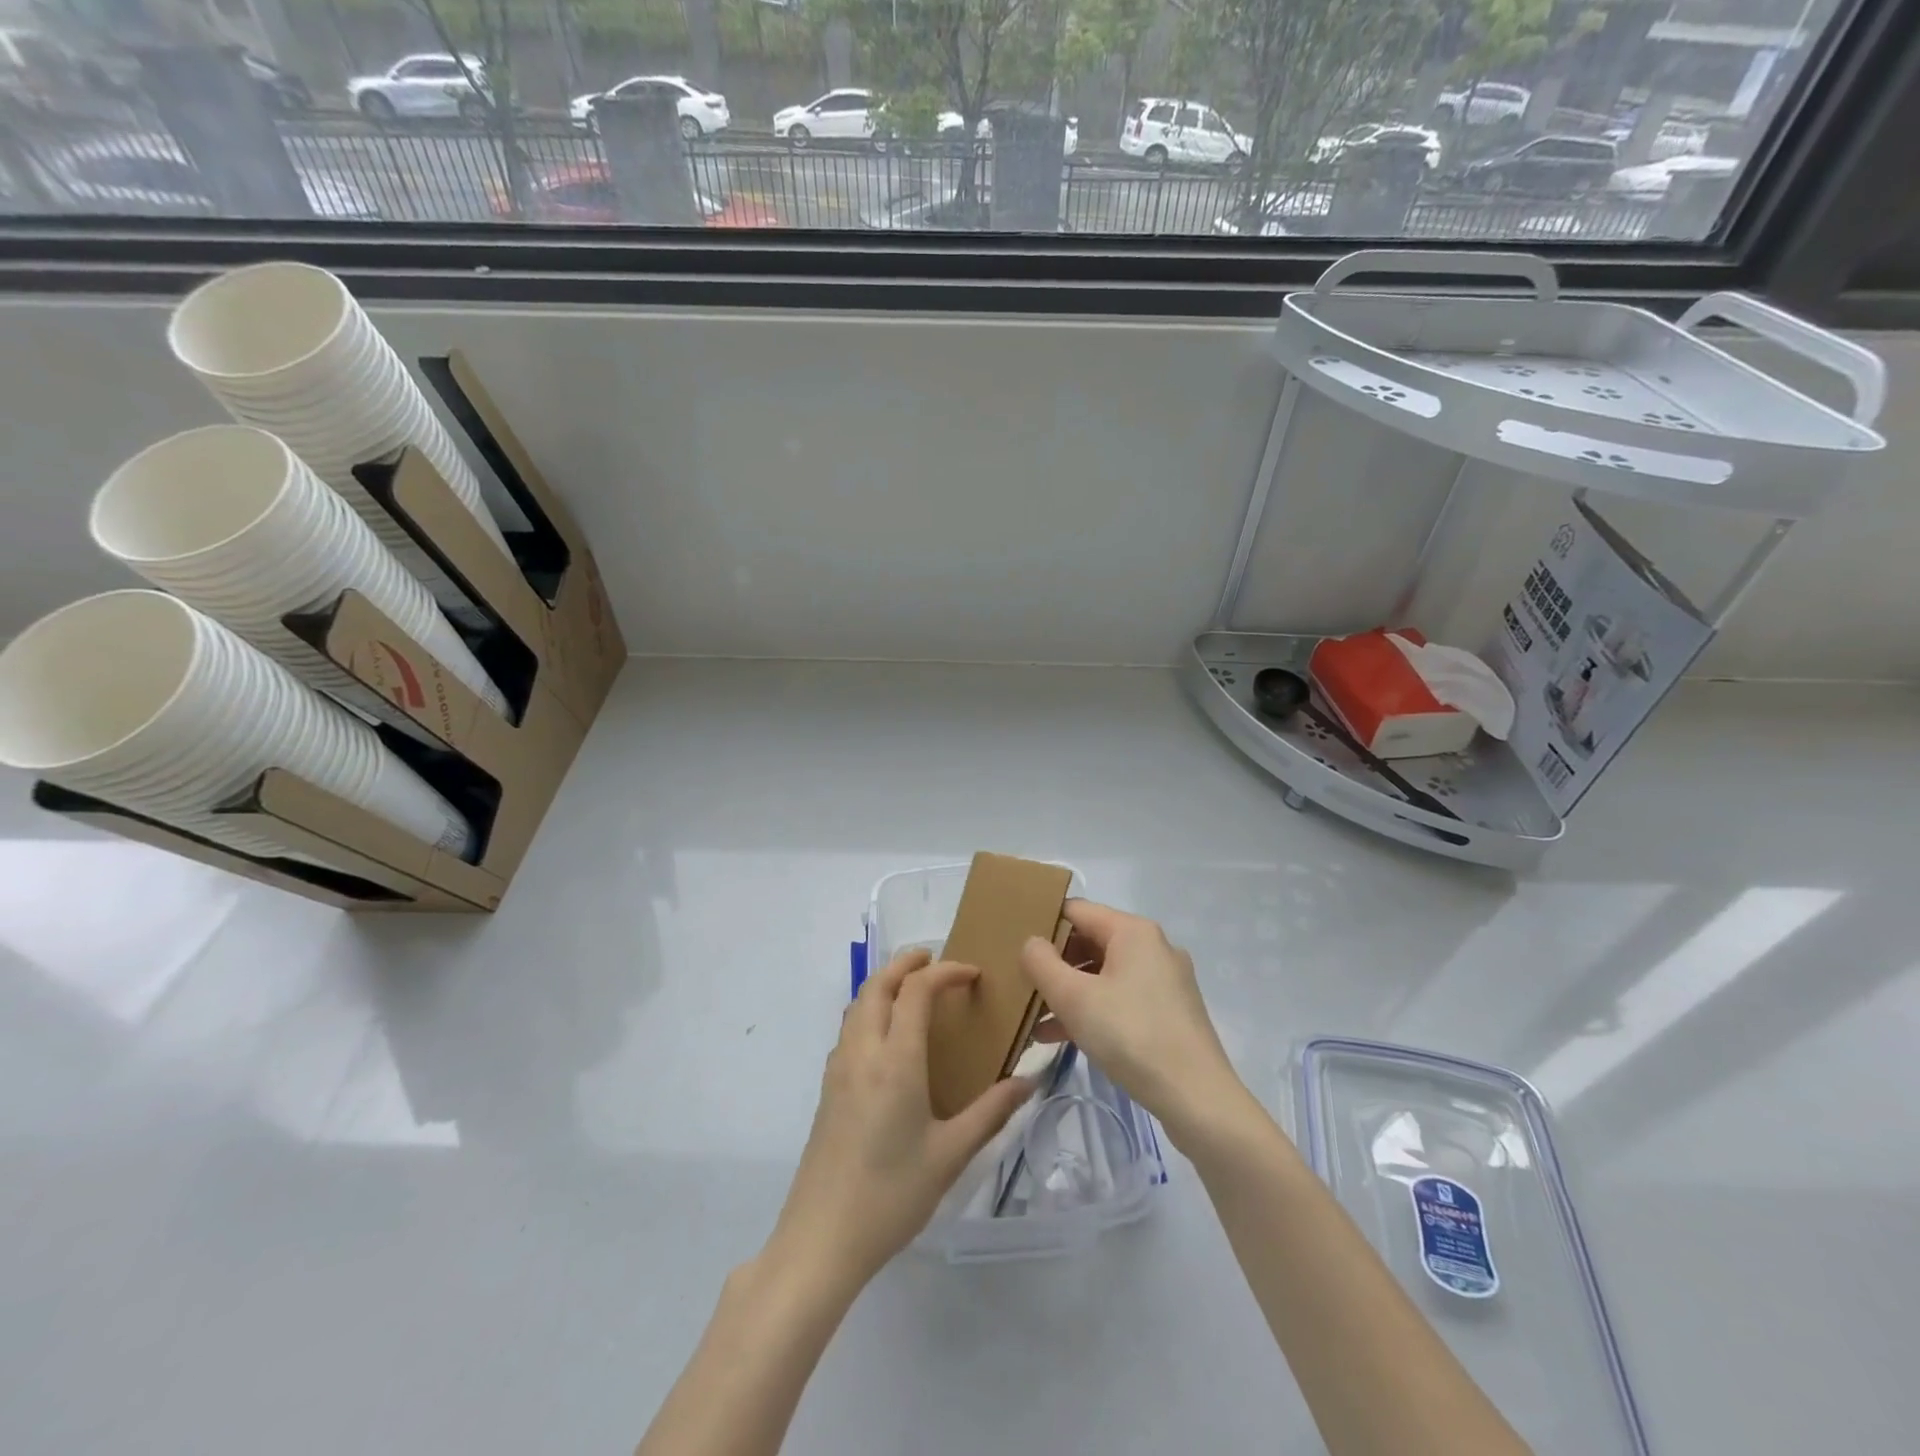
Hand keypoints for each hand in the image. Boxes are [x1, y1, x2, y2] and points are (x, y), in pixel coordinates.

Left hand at [765, 948, 1036, 1293]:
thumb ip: (991, 1112)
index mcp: (895, 1059)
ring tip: (913, 991)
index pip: (916, 990)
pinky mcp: (827, 1088)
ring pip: (858, 1003)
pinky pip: (849, 1029)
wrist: (821, 1239)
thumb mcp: (951, 1155)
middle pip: (878, 984)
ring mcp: (838, 1068)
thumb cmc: (892, 1195)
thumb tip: (1029, 1081)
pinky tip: (888, 1038)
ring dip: (884, 984)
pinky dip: (869, 1010)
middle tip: (936, 962)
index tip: (972, 975)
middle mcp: (863, 1051)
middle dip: (906, 963)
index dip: (945, 971)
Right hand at [1020, 900, 1252, 1147]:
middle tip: (1021, 984)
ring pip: (1104, 975)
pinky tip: (1061, 1037)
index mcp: (1133, 931)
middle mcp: (1153, 947)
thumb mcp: (1074, 998)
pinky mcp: (1170, 1013)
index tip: (1013, 946)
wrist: (1197, 1098)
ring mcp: (1165, 981)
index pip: (1076, 911)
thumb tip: (1031, 943)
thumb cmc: (1131, 1035)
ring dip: (1068, 992)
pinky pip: (1120, 999)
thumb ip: (1042, 963)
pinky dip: (1092, 1011)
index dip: (1043, 925)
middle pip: (1090, 942)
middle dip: (1054, 964)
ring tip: (1034, 1018)